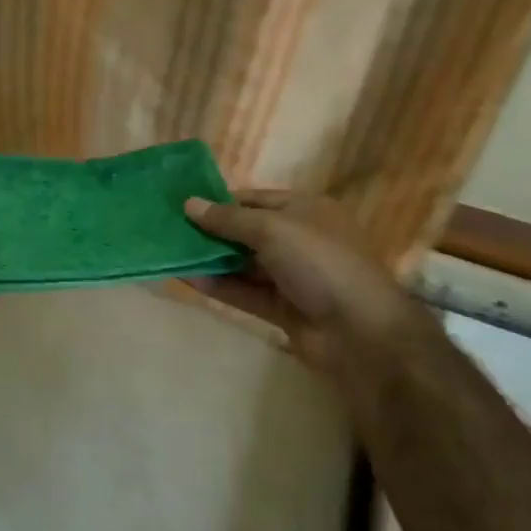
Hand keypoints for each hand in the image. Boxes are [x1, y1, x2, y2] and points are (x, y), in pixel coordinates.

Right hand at [183, 190, 429, 376]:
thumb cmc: (320, 262)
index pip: (255, 199)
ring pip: (244, 264)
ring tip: (171, 254)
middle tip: (170, 230)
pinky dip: (220, 286)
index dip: (221, 201)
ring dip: (212, 260)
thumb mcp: (273, 229)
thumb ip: (229, 219)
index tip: (184, 205)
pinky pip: (246, 292)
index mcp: (305, 210)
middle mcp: (299, 239)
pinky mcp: (283, 308)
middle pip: (247, 231)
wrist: (360, 331)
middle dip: (212, 232)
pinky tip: (189, 280)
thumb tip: (189, 204)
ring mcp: (291, 276)